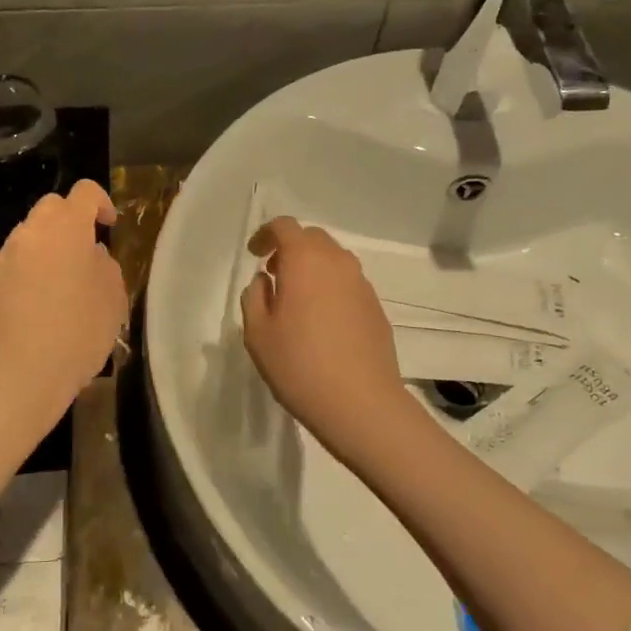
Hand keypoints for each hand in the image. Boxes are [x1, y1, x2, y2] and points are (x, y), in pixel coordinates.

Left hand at [0, 179, 127, 434]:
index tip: (109, 227)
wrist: (19, 375)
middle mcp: (29, 234)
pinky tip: (33, 312)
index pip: (84, 192)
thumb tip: (91, 255)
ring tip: (59, 288)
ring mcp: (1, 259)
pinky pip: (10, 269)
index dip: (101, 203)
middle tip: (84, 254)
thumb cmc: (77, 332)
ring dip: (45, 251)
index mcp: (66, 228)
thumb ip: (105, 265)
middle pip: (50, 208)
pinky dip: (24, 278)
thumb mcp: (113, 299)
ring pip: (27, 239)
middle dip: (69, 221)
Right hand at [241, 216, 409, 465]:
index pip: (284, 226)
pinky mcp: (376, 307)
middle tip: (273, 274)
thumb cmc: (299, 365)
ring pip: (333, 259)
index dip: (265, 234)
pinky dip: (330, 287)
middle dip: (290, 248)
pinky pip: (348, 283)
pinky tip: (321, 321)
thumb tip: (265, 281)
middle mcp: (337, 262)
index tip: (254, 255)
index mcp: (305, 260)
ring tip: (296, 299)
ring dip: (312, 267)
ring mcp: (362, 284)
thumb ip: (254, 297)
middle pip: (312, 238)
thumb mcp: (257, 333)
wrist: (361, 403)